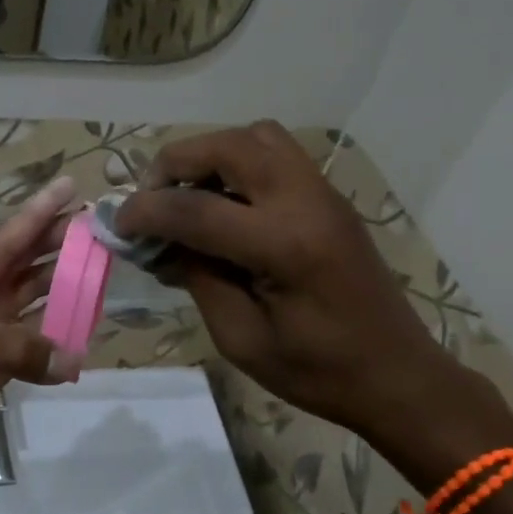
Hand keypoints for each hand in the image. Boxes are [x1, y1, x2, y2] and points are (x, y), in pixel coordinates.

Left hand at [0, 178, 84, 451]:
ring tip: (108, 274)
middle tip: (109, 232)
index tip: (75, 185)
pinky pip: (41, 336)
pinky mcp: (1, 357)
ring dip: (70, 286)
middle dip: (68, 243)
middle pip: (37, 257)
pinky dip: (63, 332)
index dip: (45, 206)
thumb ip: (16, 348)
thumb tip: (72, 359)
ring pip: (42, 294)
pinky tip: (89, 329)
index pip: (18, 229)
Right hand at [116, 123, 465, 442]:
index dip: (145, 212)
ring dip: (210, 156)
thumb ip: (197, 279)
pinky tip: (222, 206)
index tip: (116, 224)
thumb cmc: (317, 370)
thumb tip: (159, 243)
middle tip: (151, 200)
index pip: (196, 208)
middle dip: (175, 163)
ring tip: (187, 197)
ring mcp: (323, 193)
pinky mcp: (329, 198)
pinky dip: (236, 164)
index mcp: (284, 245)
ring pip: (256, 137)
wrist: (396, 375)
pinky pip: (275, 155)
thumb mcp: (240, 337)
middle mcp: (305, 201)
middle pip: (228, 145)